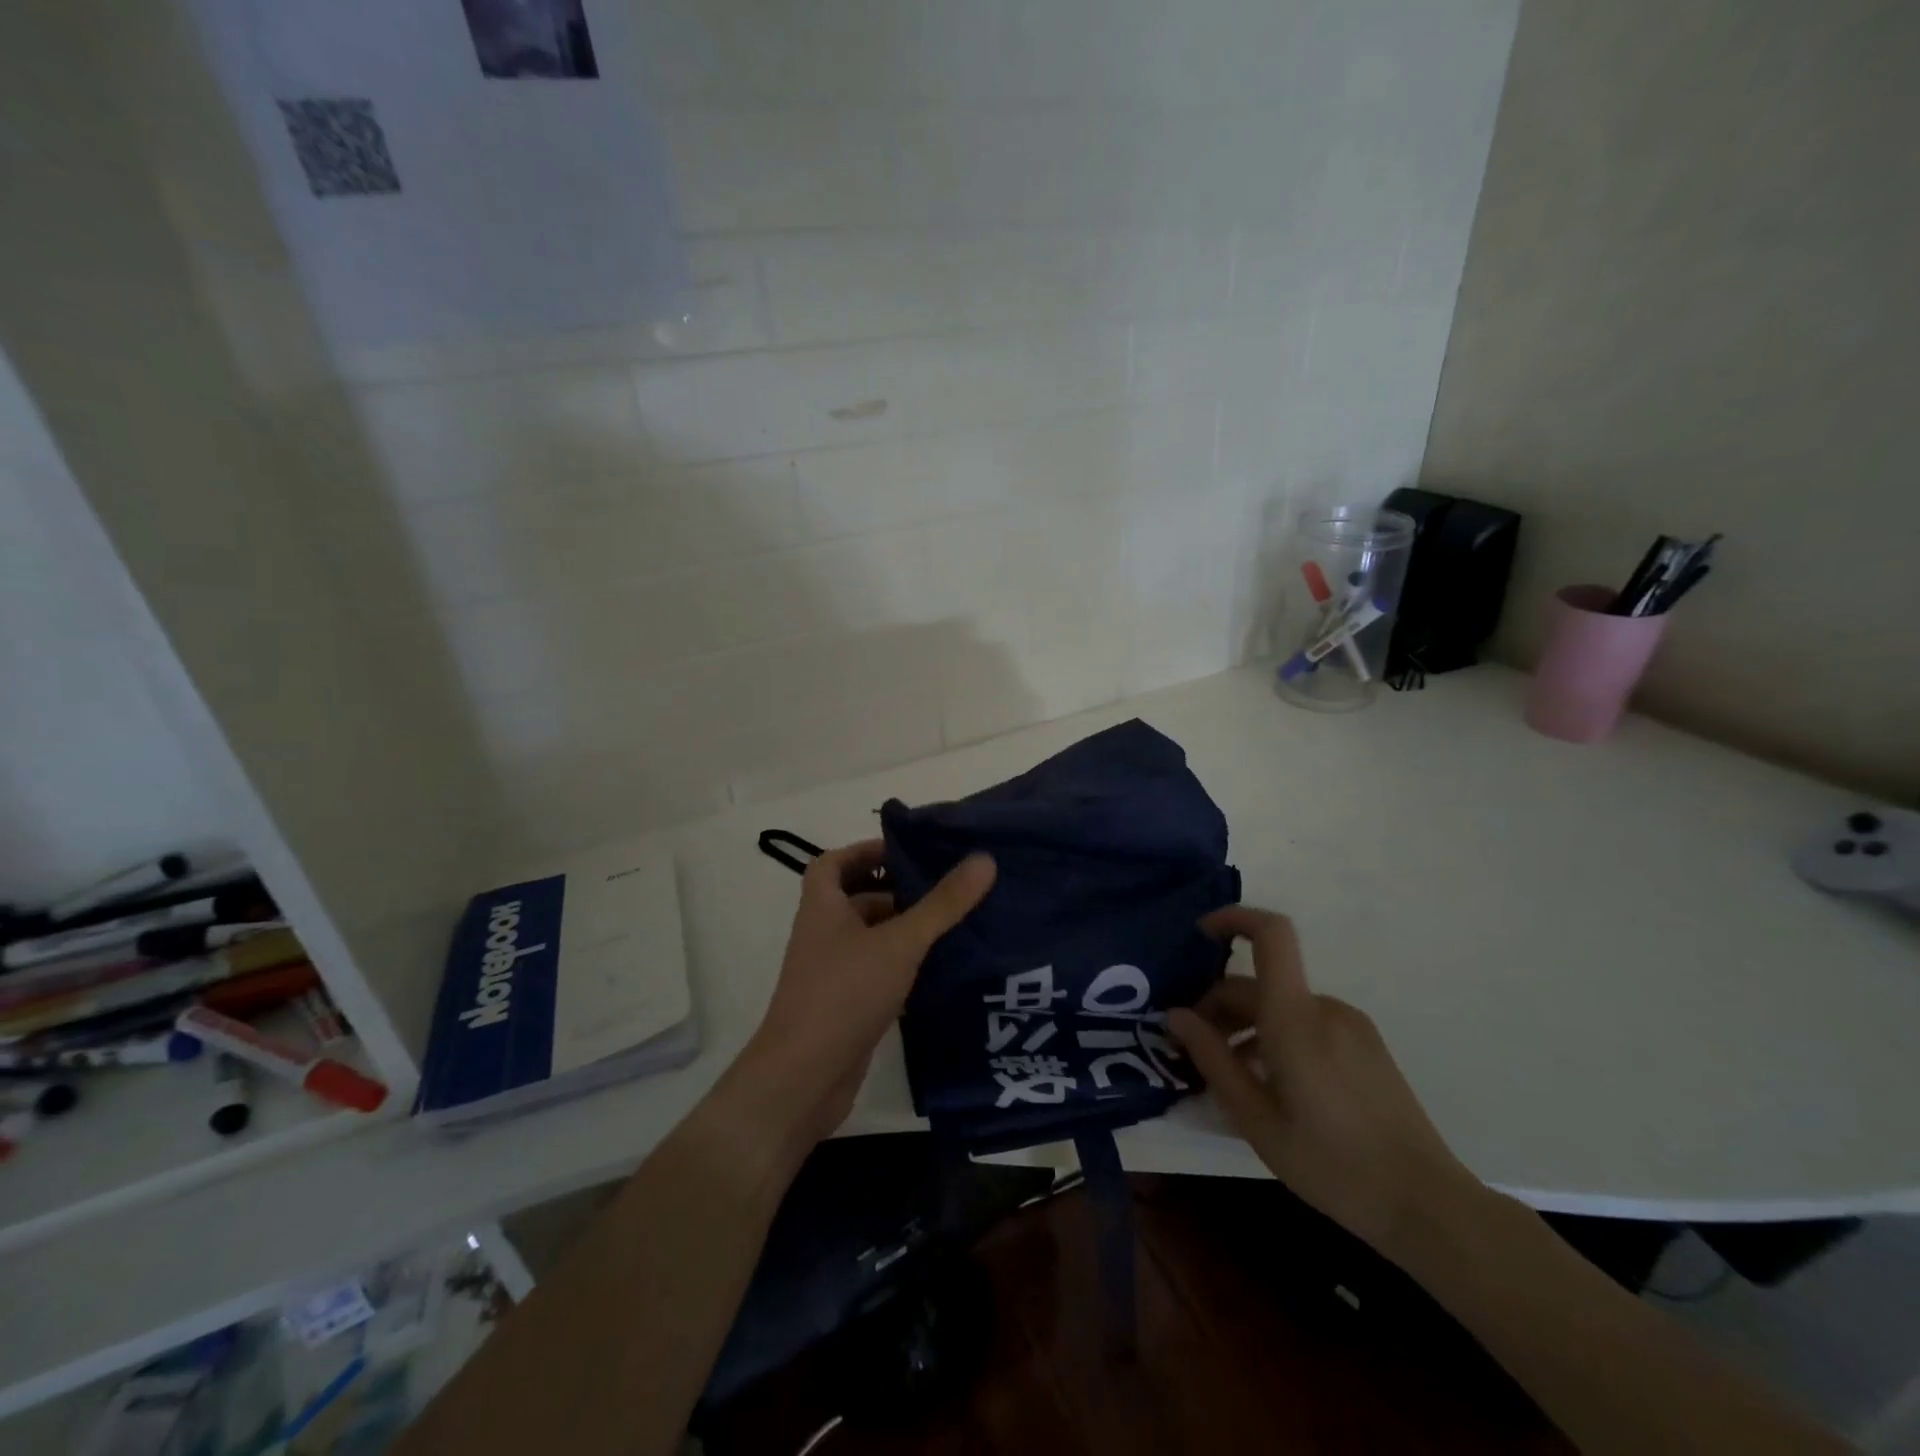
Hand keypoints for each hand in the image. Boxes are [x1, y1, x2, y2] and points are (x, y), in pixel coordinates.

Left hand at [731, 840, 995, 1147]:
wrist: (803, 1080)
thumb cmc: (844, 994)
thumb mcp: (900, 942)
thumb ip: (942, 904)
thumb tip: (984, 858)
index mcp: (822, 908)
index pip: (833, 863)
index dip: (864, 849)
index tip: (905, 850)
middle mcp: (822, 935)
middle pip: (856, 898)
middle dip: (895, 889)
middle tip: (943, 885)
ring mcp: (832, 973)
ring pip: (869, 938)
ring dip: (902, 928)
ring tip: (951, 922)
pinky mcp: (845, 1006)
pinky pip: (876, 972)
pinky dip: (901, 964)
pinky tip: (938, 968)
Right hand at [1168, 905, 1479, 1258]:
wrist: (1428, 1206)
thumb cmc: (1333, 1165)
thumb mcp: (1257, 1119)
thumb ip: (1212, 1059)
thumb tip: (1176, 1015)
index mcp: (1295, 1018)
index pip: (1271, 934)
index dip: (1234, 918)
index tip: (1199, 935)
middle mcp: (1324, 1008)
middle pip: (1260, 983)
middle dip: (1220, 1004)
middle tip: (1193, 1049)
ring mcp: (1350, 1025)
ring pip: (1282, 1005)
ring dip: (1247, 1025)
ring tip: (1230, 1074)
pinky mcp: (1366, 1045)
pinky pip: (1308, 1023)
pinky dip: (1278, 1036)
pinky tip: (1271, 1084)